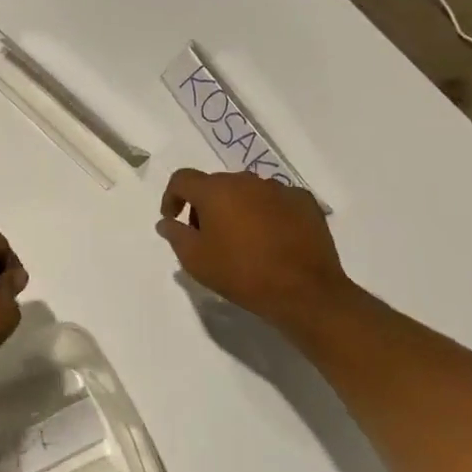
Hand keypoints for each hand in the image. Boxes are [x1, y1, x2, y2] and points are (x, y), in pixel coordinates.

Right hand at [155, 169, 361, 336]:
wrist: (305, 292)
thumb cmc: (242, 274)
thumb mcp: (196, 261)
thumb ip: (176, 236)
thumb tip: (167, 222)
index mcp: (215, 190)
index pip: (183, 179)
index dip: (172, 196)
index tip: (173, 219)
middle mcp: (246, 180)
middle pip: (215, 185)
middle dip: (205, 206)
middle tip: (207, 236)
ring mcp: (278, 188)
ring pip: (247, 191)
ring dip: (237, 208)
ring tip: (242, 240)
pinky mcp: (304, 201)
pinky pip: (276, 200)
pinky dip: (267, 213)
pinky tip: (272, 239)